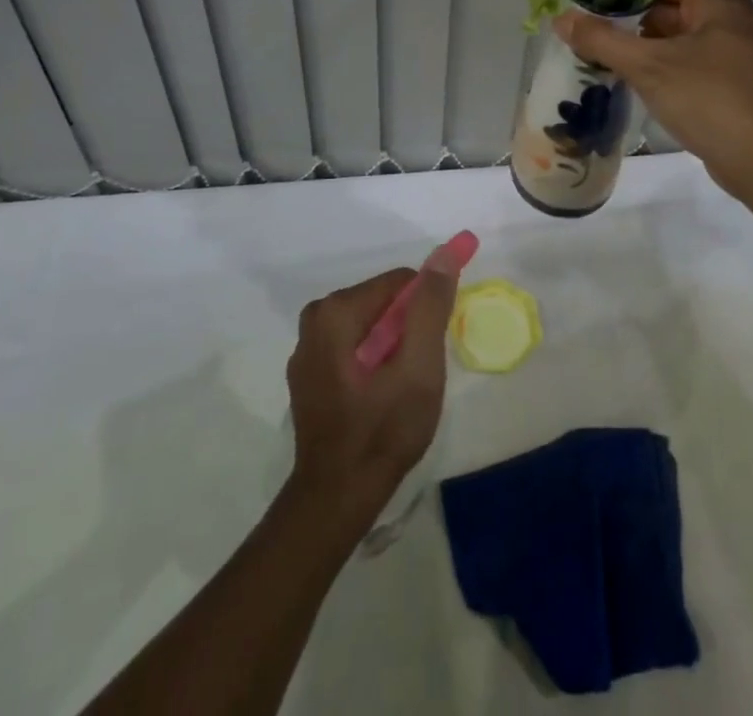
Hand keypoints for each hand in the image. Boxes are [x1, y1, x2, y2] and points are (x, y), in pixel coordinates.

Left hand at [285, 266, 457, 526]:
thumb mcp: (419, 367)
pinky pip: (353, 346)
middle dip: (408, 329)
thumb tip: (445, 253)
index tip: (435, 345)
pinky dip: (373, 360)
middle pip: (383, 302)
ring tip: (401, 388)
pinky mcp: (308, 374)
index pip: (400, 282)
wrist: (336, 500)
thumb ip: (430, 306)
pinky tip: (380, 397)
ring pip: (370, 325)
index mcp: (336, 311)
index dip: (426, 308)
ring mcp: (307, 349)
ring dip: (393, 346)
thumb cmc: (382, 431)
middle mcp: (315, 319)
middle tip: (419, 372)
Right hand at [554, 0, 752, 198]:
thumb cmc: (705, 98)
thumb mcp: (646, 66)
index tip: (595, 6)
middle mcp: (734, 20)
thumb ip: (601, 39)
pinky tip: (638, 81)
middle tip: (596, 34)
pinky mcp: (734, 81)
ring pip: (680, 38)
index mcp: (720, 3)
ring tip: (608, 57)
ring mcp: (737, 52)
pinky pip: (691, 61)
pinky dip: (666, 67)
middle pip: (672, 9)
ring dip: (648, 47)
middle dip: (635, 22)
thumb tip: (560, 17)